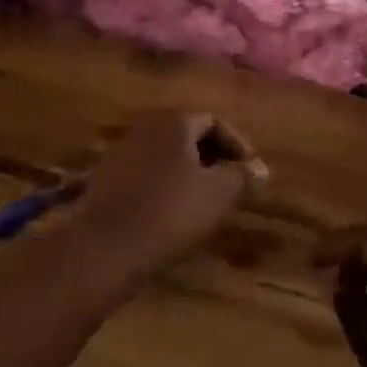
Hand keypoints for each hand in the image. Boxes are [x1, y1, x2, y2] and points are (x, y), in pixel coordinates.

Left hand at [71, 112, 260, 279]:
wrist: (106, 245)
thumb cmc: (170, 212)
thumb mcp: (218, 195)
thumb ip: (242, 176)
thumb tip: (260, 167)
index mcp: (174, 121)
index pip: (214, 121)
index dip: (237, 145)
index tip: (251, 173)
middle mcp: (146, 126)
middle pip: (187, 135)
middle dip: (212, 157)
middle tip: (231, 186)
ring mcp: (122, 150)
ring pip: (166, 154)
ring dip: (188, 172)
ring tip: (204, 202)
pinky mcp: (106, 177)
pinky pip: (145, 172)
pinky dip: (164, 185)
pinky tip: (171, 213)